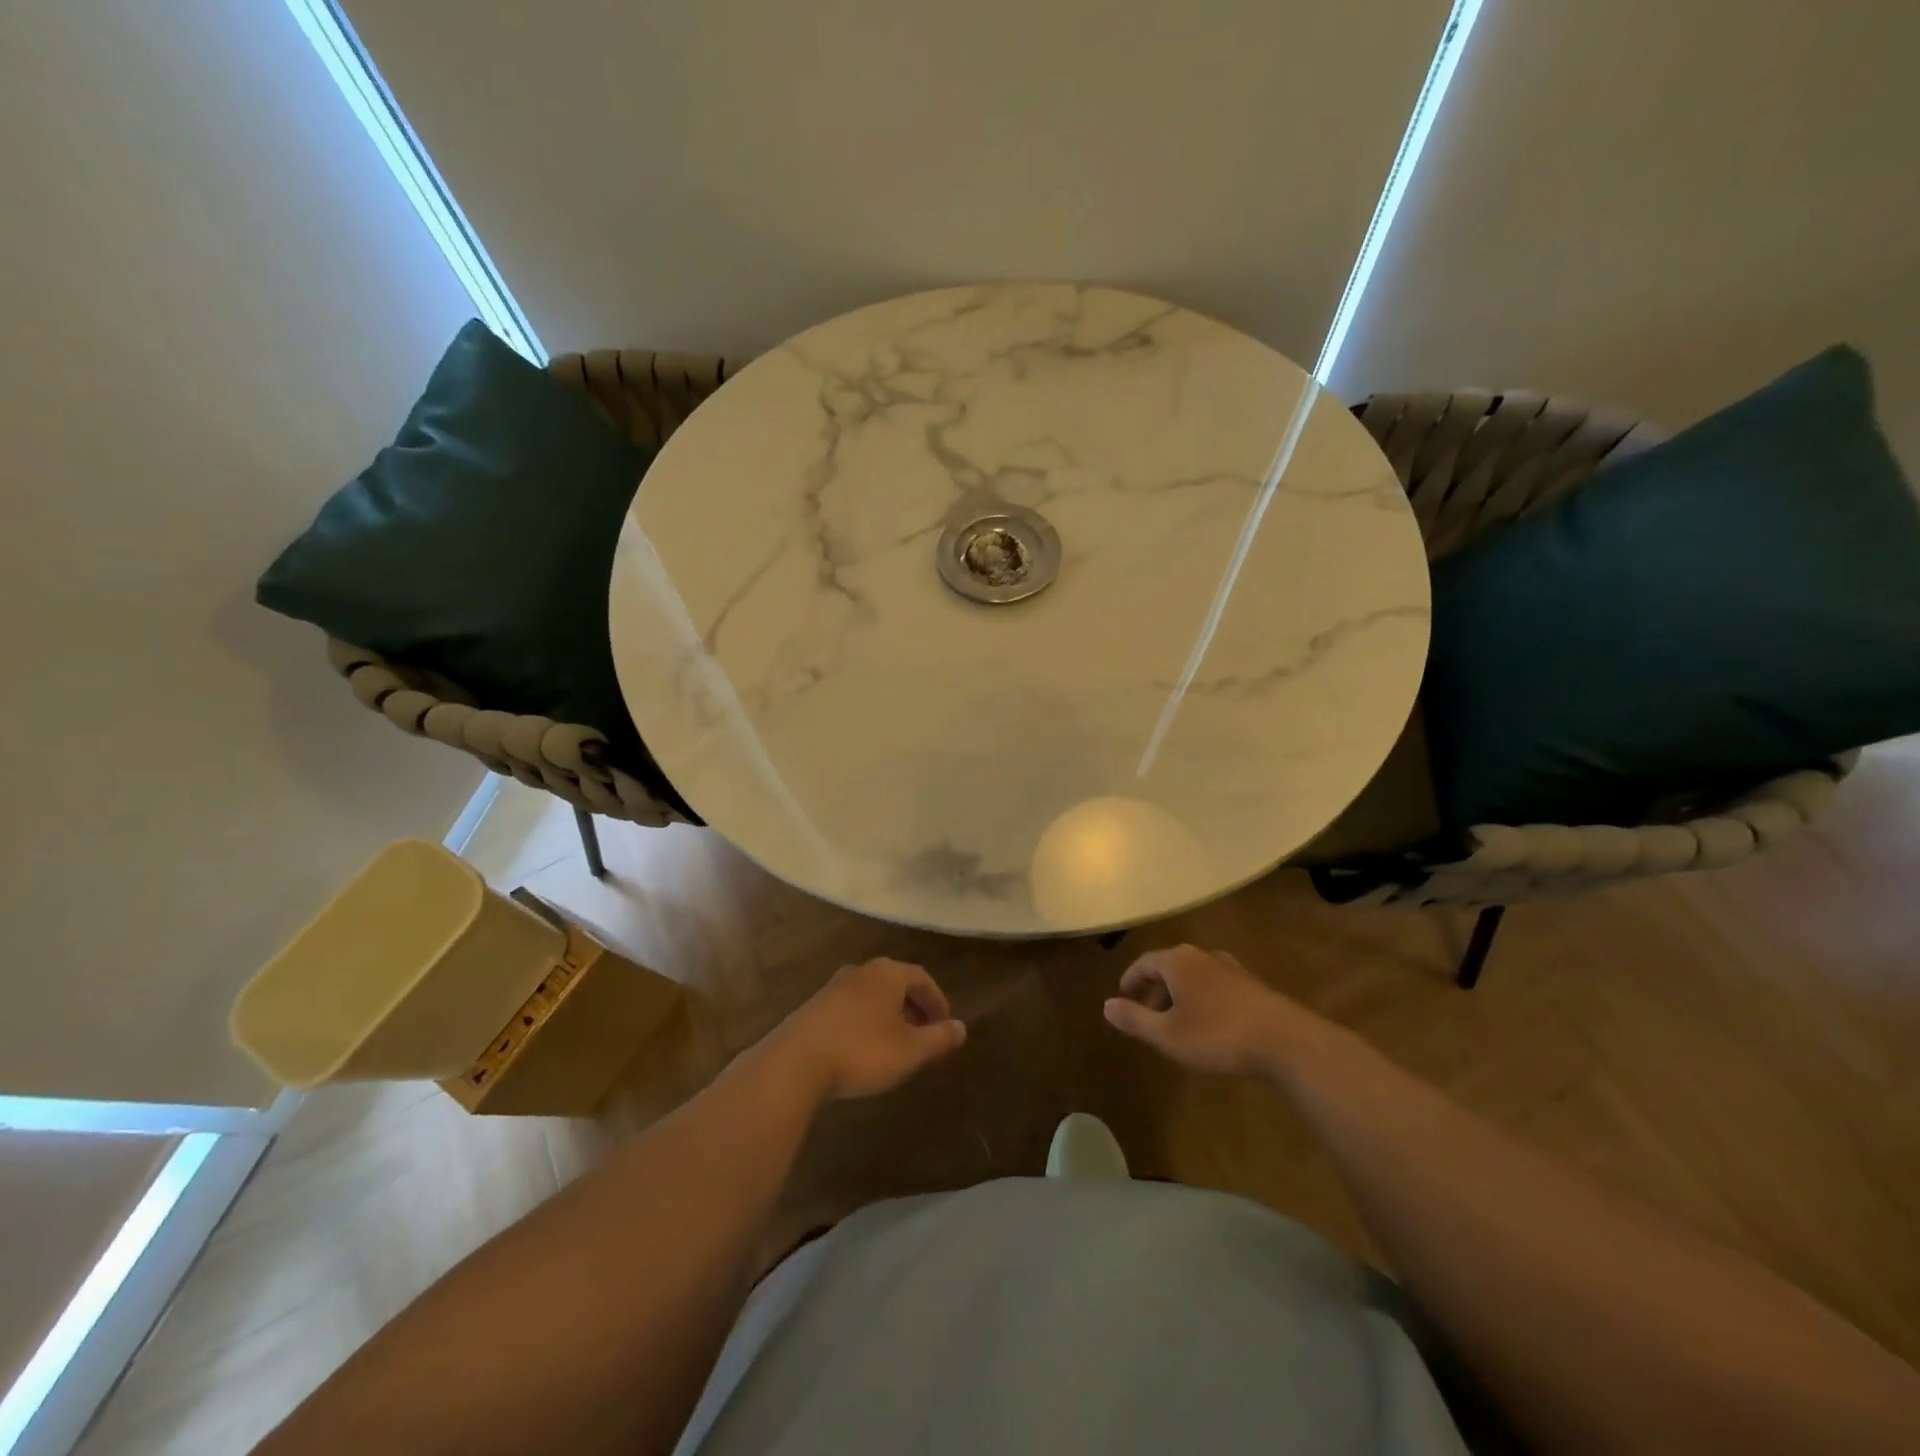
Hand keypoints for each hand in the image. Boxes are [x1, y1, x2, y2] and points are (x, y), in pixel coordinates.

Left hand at [763, 958, 967, 1100]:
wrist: (794, 1063)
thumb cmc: (861, 1051)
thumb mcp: (910, 1051)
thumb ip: (938, 1038)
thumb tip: (962, 1028)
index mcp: (887, 973)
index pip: (921, 978)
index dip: (937, 1000)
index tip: (945, 1023)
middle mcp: (860, 971)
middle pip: (895, 983)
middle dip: (913, 1006)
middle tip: (925, 1032)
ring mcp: (833, 987)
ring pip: (872, 995)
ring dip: (889, 1014)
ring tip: (896, 1042)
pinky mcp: (813, 1007)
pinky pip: (851, 1007)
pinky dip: (866, 1021)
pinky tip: (864, 1047)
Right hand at [1103, 944, 1305, 1076]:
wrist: (1285, 1041)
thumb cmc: (1216, 1035)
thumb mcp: (1167, 1034)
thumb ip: (1135, 1019)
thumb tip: (1106, 1005)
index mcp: (1177, 961)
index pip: (1144, 962)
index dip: (1130, 980)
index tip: (1122, 997)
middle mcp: (1202, 956)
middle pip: (1169, 966)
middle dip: (1155, 990)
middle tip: (1148, 1016)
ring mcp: (1230, 968)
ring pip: (1194, 976)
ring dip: (1180, 996)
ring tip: (1178, 1023)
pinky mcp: (1252, 985)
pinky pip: (1215, 986)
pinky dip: (1203, 999)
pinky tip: (1209, 1025)